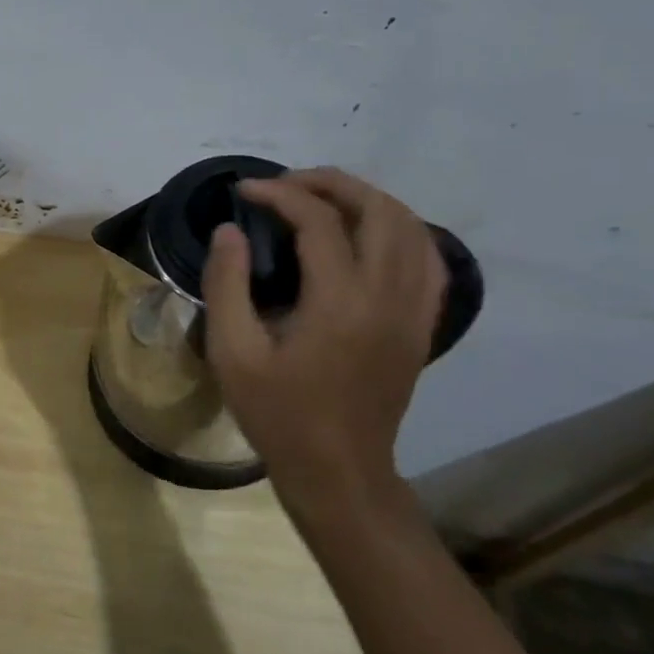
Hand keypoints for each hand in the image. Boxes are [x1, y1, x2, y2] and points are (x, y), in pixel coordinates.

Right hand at [203, 168, 445, 516]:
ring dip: (366, 200)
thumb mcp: (233, 353)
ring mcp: (414, 310)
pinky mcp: (422, 324)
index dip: (279, 194)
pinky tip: (367, 235)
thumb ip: (226, 284)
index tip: (243, 190)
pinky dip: (398, 230)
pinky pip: (427, 258)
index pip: (319, 221)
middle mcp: (389, 296)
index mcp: (341, 302)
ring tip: (321, 200)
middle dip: (330, 183)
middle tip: (285, 185)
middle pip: (378, 209)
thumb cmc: (278, 414)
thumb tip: (230, 230)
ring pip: (410, 227)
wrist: (339, 471)